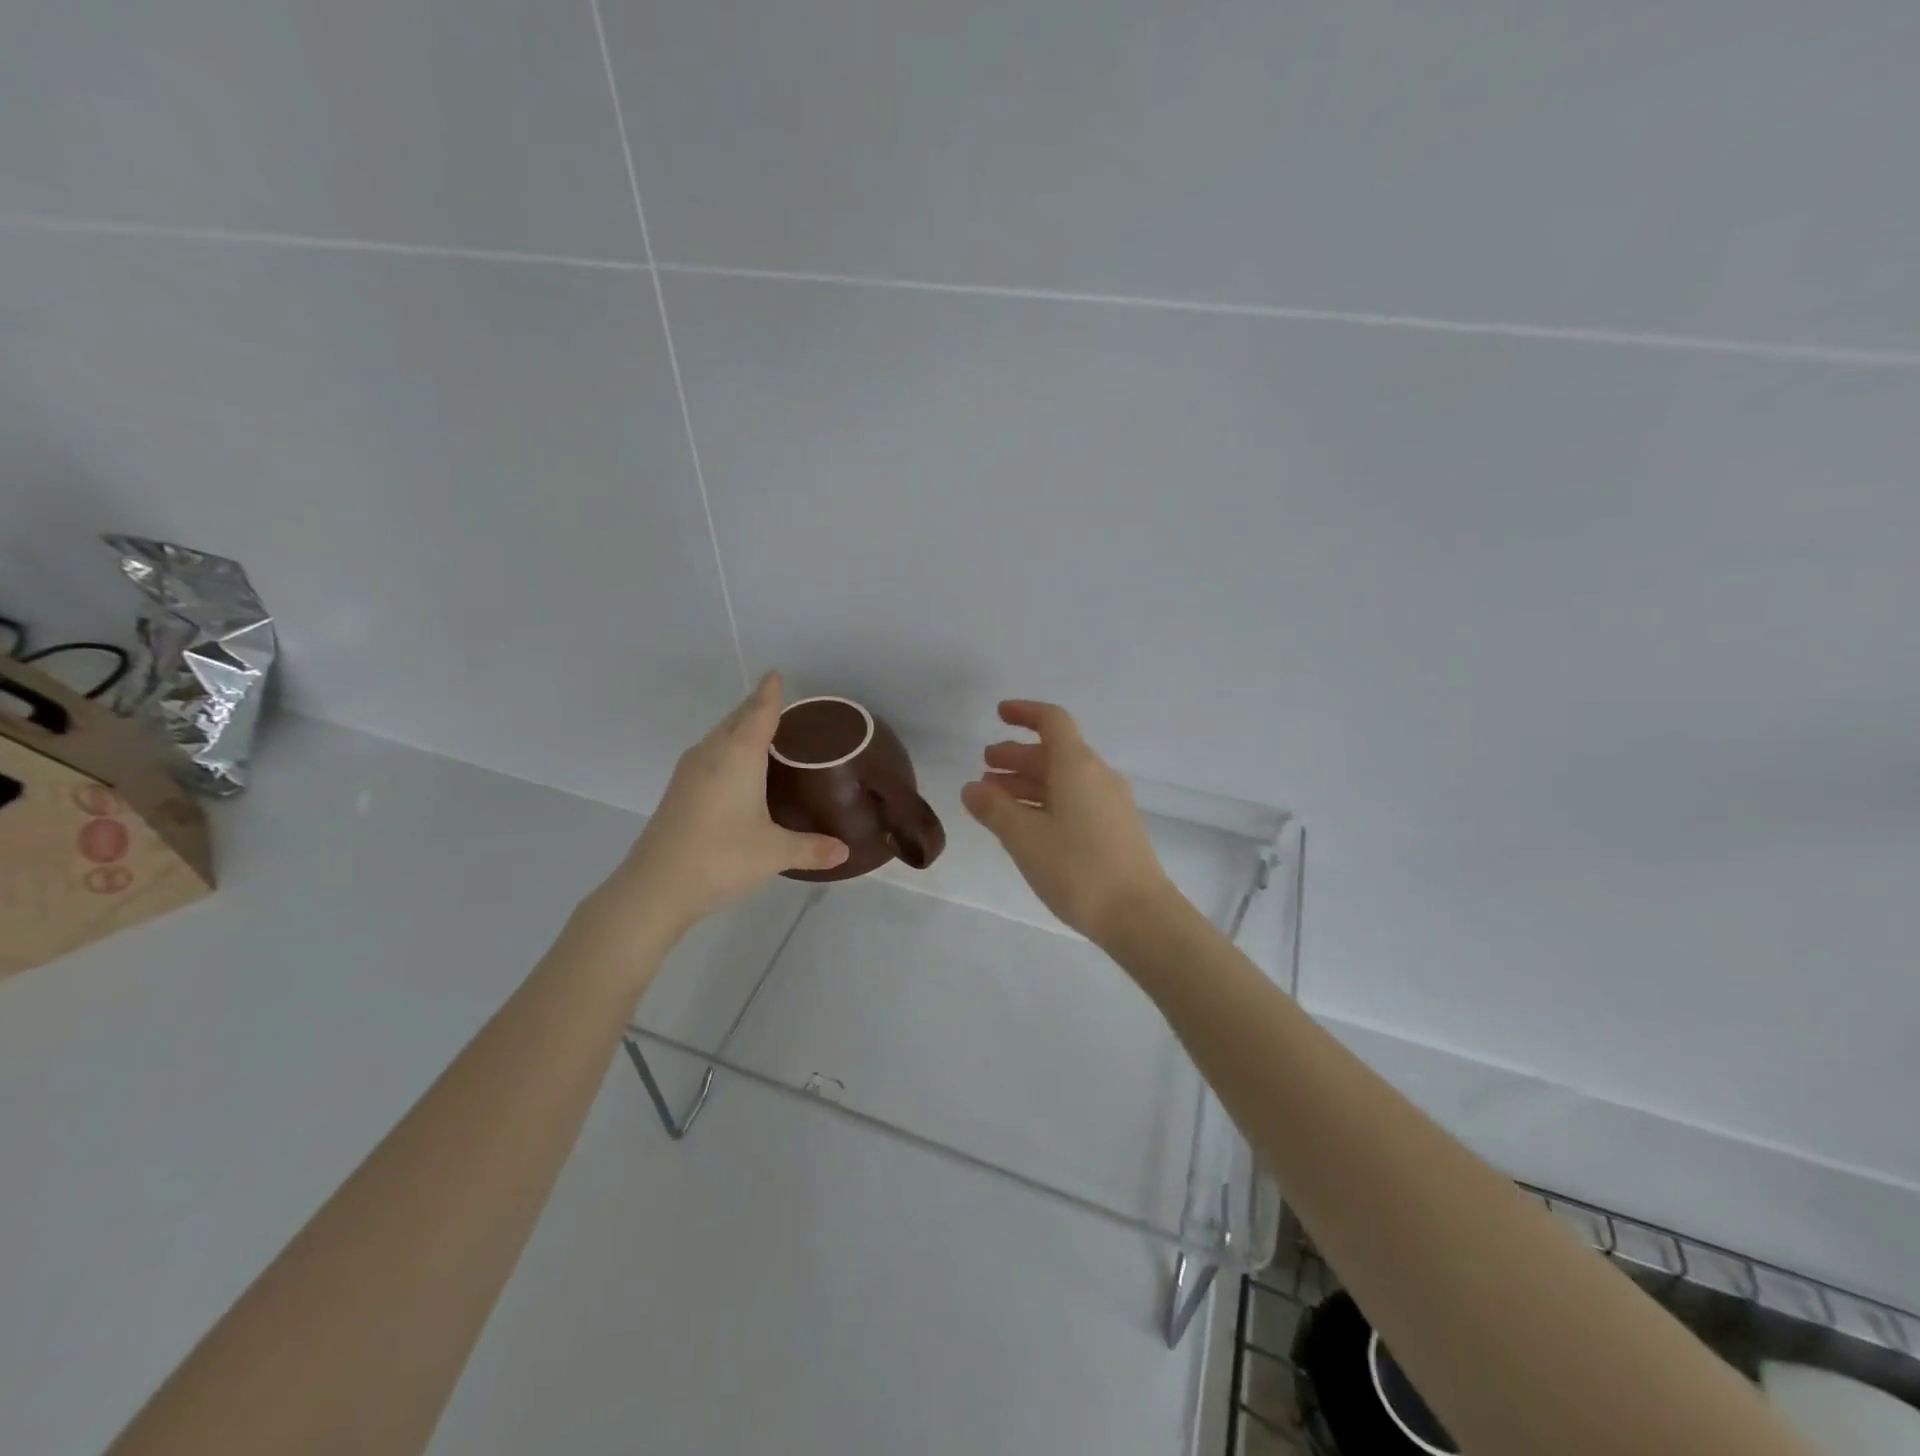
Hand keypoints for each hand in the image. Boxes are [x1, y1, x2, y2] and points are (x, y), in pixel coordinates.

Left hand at [581, 672, 848, 950]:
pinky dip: (727, 750)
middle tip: (780, 705)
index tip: (776, 673)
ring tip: (762, 733)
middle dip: (756, 708)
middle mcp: (711, 754)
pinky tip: (736, 770)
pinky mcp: (678, 791)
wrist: (654, 887)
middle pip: (736, 719)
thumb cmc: (720, 857)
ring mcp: (689, 772)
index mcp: (738, 756)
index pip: (759, 712)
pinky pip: (709, 755)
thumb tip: (844, 851)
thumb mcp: (774, 853)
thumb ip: (811, 848)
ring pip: (719, 737)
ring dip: (739, 729)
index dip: (770, 693)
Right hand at [961, 700, 1174, 945]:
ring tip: (995, 798)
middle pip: (1054, 752)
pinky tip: (1025, 824)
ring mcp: (1110, 803)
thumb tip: (972, 787)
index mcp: (1078, 766)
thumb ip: (994, 809)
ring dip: (1028, 782)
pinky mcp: (1114, 829)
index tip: (998, 714)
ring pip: (1062, 779)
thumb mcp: (1025, 838)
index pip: (1052, 721)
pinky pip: (1073, 800)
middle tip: (984, 766)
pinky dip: (1045, 801)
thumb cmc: (1078, 868)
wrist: (1139, 915)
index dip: (1025, 712)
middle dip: (1017, 755)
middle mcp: (1097, 776)